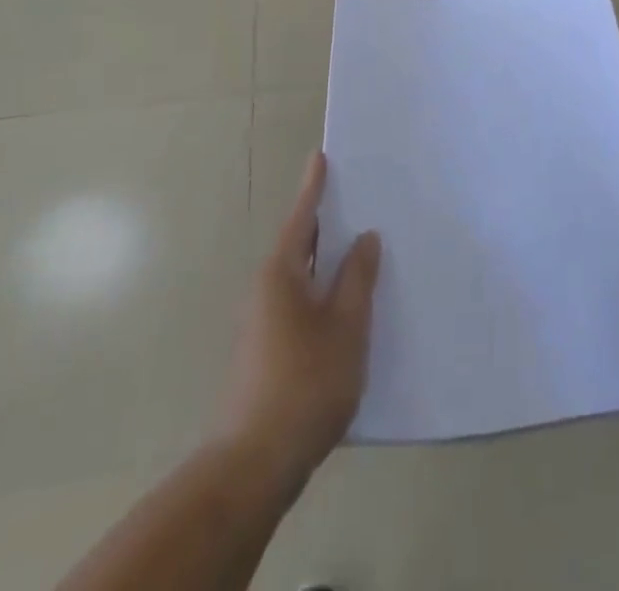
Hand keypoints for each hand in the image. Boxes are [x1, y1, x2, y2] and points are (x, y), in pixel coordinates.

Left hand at [220, 152, 380, 487]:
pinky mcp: (265, 351)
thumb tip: (364, 238)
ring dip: (326, 261)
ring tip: (361, 250)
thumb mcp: (346, 326)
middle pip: (300, 244)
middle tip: (358, 200)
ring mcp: (262, 322)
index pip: (303, 217)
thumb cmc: (305, 382)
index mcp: (282, 273)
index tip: (320, 156)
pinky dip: (322, 291)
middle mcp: (266, 289)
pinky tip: (346, 306)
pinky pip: (299, 302)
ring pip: (300, 276)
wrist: (254, 464)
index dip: (314, 186)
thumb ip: (357, 278)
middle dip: (326, 223)